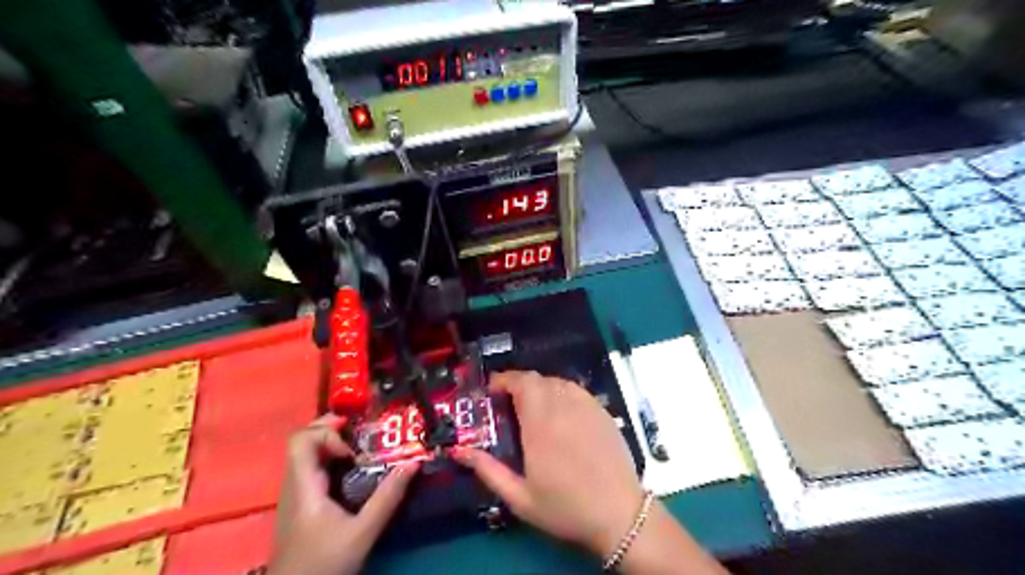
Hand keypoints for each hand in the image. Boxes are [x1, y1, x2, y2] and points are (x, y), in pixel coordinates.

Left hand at [270, 412, 422, 573]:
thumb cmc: (324, 565)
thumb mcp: (362, 533)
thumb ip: (387, 498)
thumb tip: (413, 463)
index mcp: (303, 486)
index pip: (301, 439)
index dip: (327, 432)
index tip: (353, 448)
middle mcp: (294, 484)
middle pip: (303, 440)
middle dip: (333, 427)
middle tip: (362, 429)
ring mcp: (295, 493)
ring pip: (307, 453)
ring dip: (333, 442)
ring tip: (363, 447)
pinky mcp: (301, 503)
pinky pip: (313, 467)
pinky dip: (332, 458)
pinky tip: (354, 469)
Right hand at [451, 373, 643, 557]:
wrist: (619, 514)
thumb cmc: (566, 508)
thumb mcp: (520, 498)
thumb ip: (488, 471)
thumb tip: (459, 451)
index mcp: (541, 424)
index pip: (522, 383)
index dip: (504, 379)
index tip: (491, 390)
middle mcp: (564, 407)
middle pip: (538, 379)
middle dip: (518, 384)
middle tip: (508, 403)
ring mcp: (587, 407)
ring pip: (558, 381)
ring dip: (540, 388)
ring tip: (532, 407)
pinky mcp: (603, 411)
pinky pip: (576, 390)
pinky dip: (561, 392)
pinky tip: (560, 413)